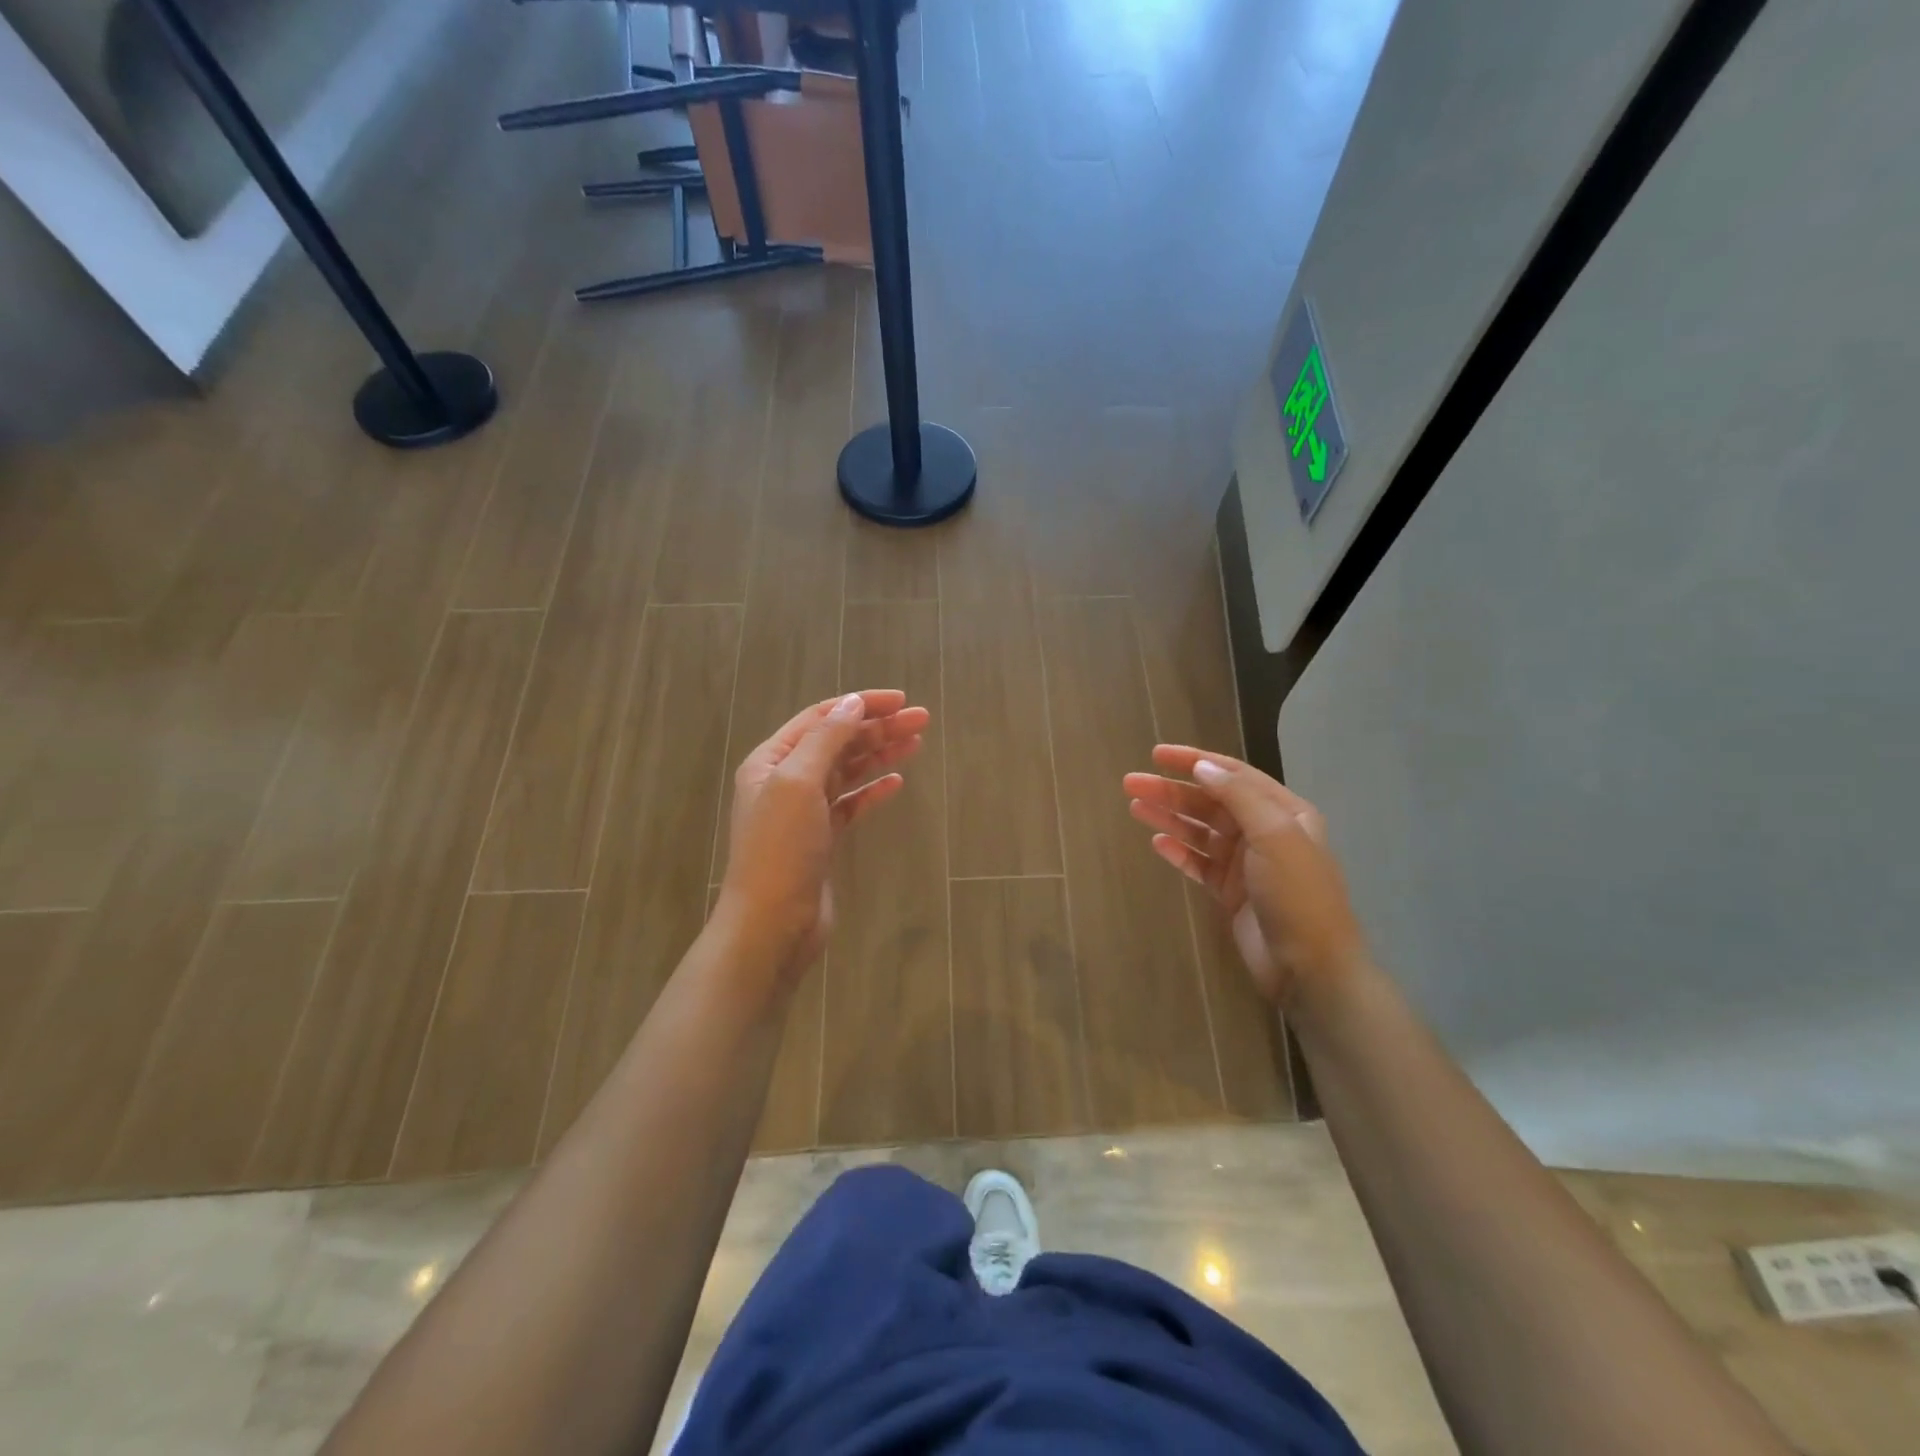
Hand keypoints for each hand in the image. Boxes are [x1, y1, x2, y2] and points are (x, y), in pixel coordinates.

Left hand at [715, 690, 928, 985]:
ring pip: (848, 771)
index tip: (900, 700)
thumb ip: (826, 739)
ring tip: (917, 742)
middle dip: (878, 728)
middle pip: (838, 742)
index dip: (860, 704)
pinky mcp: (822, 838)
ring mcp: (804, 811)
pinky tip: (896, 782)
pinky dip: (873, 791)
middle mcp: (786, 780)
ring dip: (880, 754)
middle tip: (922, 719)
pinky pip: (851, 804)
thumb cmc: (781, 848)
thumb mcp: (798, 783)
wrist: (773, 922)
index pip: (821, 718)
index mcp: (772, 760)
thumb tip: (852, 703)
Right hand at [1123, 746, 1364, 1010]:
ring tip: (1134, 807)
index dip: (1194, 761)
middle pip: (1209, 802)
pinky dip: (1178, 850)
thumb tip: (1202, 766)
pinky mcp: (1229, 891)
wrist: (1310, 967)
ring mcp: (1245, 863)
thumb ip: (1238, 796)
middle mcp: (1263, 831)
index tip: (1157, 754)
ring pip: (1199, 830)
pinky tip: (1156, 842)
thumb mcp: (1274, 836)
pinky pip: (1197, 862)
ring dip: (1168, 817)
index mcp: (1283, 811)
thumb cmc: (1297, 895)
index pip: (1233, 774)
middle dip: (1171, 790)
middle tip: (1131, 783)